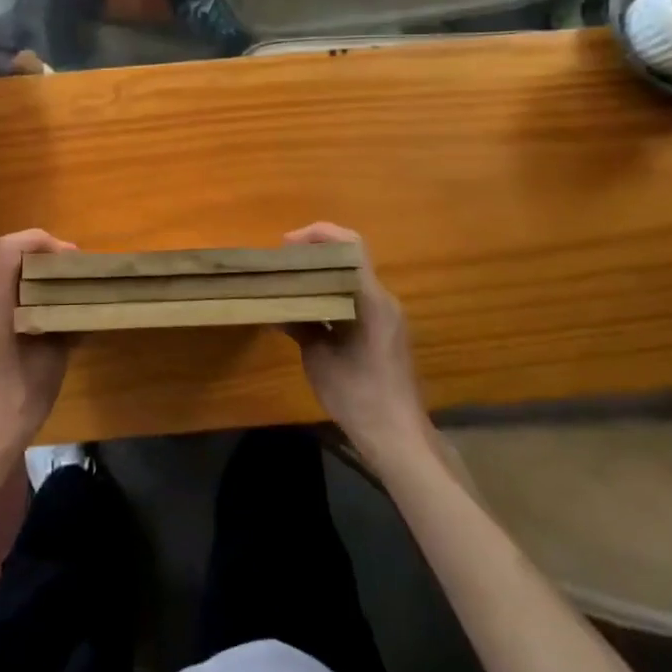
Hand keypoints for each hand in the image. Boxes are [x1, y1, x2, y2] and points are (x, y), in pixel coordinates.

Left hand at [0, 229, 77, 461]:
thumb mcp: (52, 355)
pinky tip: (62, 323)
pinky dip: (38, 300)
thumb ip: (65, 321)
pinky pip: (15, 301)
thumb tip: (83, 303)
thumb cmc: (19, 393)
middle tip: (78, 274)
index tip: (70, 259)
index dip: (41, 241)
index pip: (11, 247)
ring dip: (44, 279)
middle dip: (48, 257)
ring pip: (15, 279)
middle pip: (14, 258)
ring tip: (75, 295)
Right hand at [284, 223, 428, 459]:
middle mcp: (383, 299)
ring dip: (322, 274)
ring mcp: (387, 315)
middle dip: (315, 253)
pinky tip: (308, 310)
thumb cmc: (357, 394)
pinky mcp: (385, 331)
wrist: (397, 436)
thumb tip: (275, 308)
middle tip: (283, 263)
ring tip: (290, 283)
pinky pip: (356, 298)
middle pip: (350, 257)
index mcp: (370, 299)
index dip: (318, 235)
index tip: (286, 246)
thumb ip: (299, 325)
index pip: (350, 245)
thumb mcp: (318, 358)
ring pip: (352, 278)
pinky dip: (331, 294)